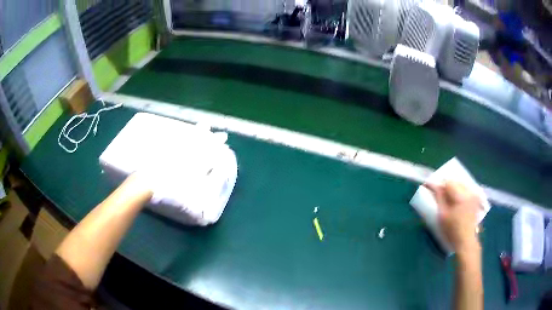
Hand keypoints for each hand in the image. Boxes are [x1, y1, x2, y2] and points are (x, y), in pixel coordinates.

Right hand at [424, 181, 481, 254]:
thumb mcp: (442, 215)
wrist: (466, 240)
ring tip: (449, 198)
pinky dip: (461, 191)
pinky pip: (467, 189)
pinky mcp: (477, 198)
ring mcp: (474, 195)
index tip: (432, 187)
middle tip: (440, 194)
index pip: (449, 182)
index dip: (440, 184)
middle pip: (456, 182)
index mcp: (461, 196)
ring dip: (454, 188)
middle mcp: (469, 192)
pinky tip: (457, 200)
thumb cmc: (452, 230)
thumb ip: (439, 198)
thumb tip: (433, 185)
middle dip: (447, 186)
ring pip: (461, 184)